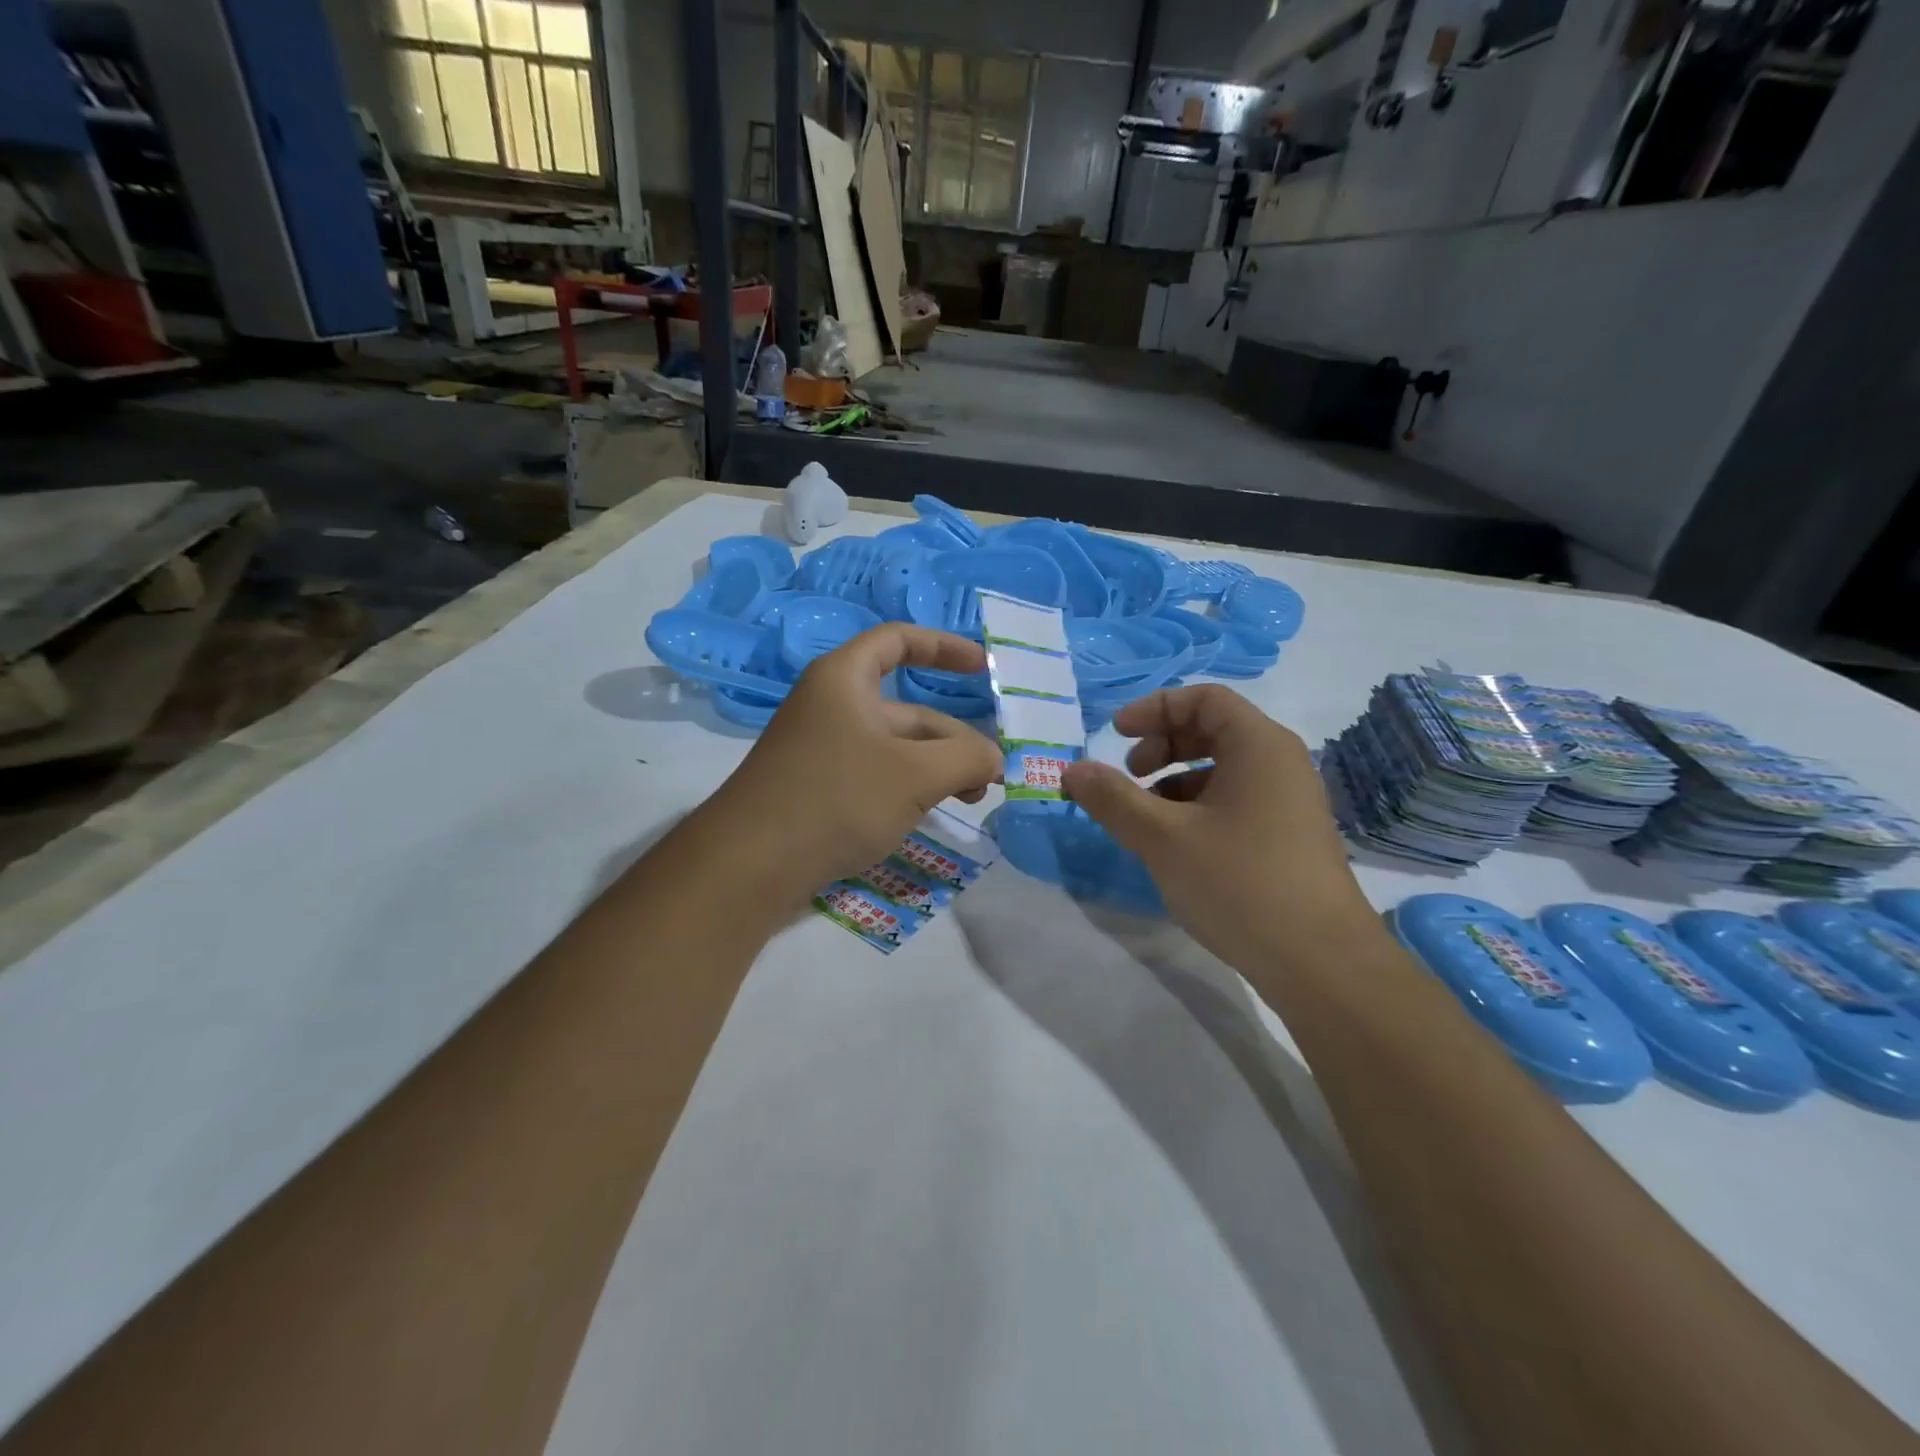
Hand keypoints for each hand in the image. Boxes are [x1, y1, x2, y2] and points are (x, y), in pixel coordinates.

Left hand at [705, 624, 1000, 904]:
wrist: (749, 865)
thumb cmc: (837, 799)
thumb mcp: (915, 775)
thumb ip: (967, 758)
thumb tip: (995, 759)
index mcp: (844, 680)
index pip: (898, 641)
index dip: (943, 647)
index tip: (982, 667)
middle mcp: (831, 706)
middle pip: (906, 709)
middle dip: (953, 738)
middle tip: (990, 775)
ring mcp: (821, 749)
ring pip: (894, 747)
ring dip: (936, 768)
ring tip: (970, 800)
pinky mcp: (816, 787)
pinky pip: (874, 774)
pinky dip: (908, 787)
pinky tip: (927, 815)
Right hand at [1061, 685, 1374, 973]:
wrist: (1321, 964)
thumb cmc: (1239, 883)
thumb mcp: (1162, 837)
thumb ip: (1112, 798)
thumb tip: (1071, 770)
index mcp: (1259, 745)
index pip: (1204, 699)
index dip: (1154, 709)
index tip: (1115, 735)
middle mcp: (1281, 764)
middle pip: (1214, 730)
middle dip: (1162, 745)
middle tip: (1129, 775)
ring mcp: (1290, 803)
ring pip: (1224, 770)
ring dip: (1176, 781)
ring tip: (1145, 817)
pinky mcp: (1290, 839)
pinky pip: (1238, 801)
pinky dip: (1199, 808)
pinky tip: (1177, 846)